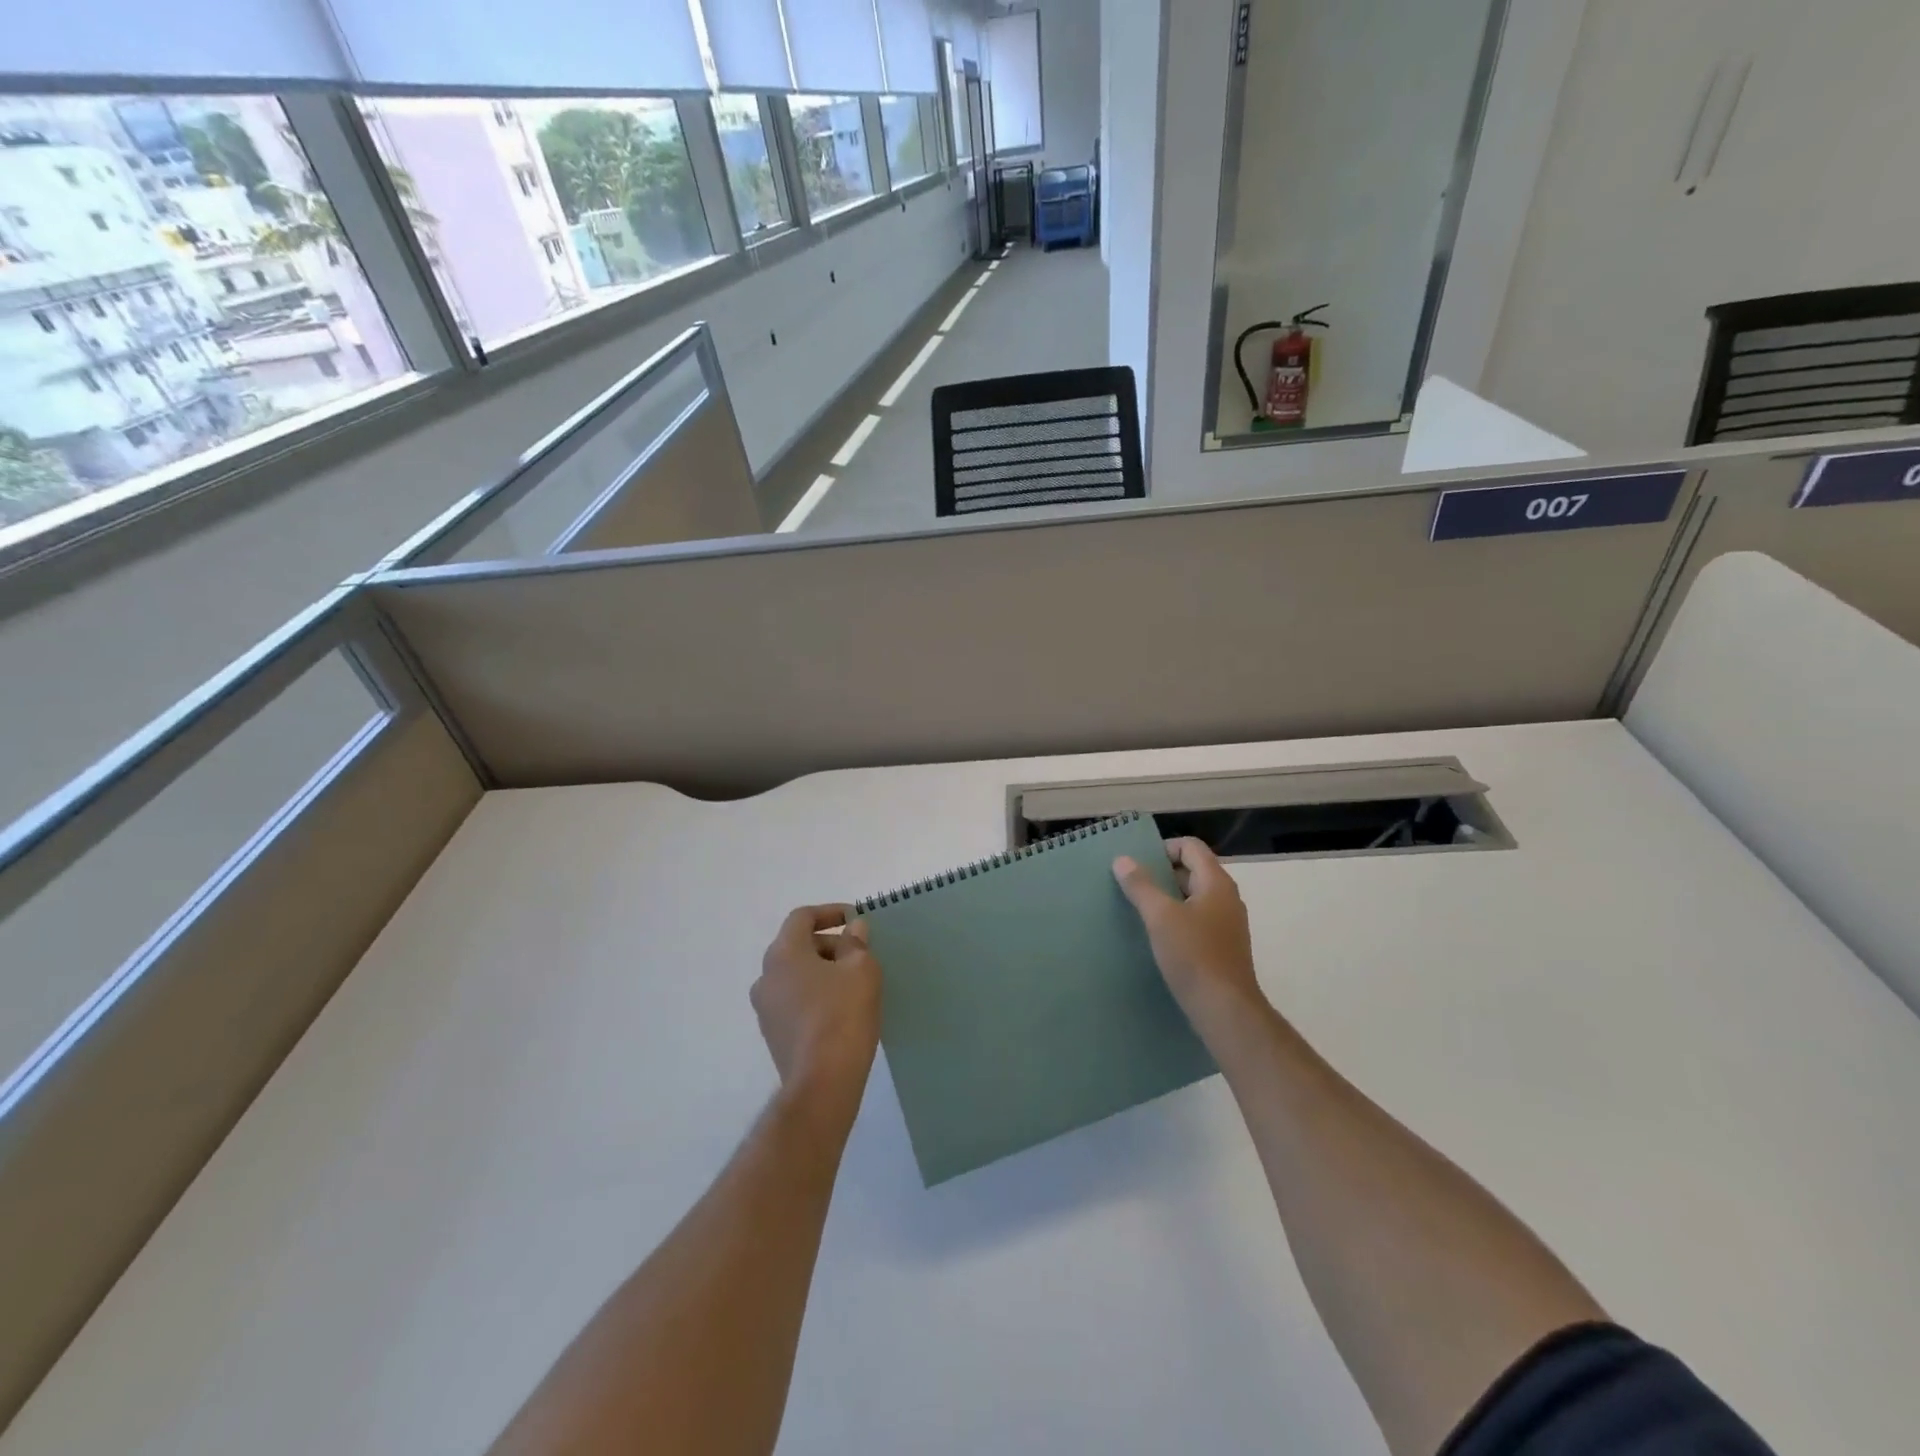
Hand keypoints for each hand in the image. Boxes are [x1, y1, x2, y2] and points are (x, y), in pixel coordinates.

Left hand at [751, 905, 882, 1112]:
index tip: (855, 920)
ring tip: (853, 983)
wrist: (823, 1082)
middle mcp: (766, 976)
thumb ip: (856, 943)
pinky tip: (840, 1010)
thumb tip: (853, 929)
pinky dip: (814, 995)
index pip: (801, 917)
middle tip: (859, 955)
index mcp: (783, 953)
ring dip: (821, 971)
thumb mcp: (861, 970)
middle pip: (797, 946)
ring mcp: (765, 1008)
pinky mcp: (772, 1034)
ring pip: (795, 975)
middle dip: (829, 944)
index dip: (829, 912)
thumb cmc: (843, 1015)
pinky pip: (794, 1001)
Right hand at [1113, 838, 1265, 1033]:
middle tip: (1132, 885)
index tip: (1137, 864)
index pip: (1191, 847)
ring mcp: (1227, 923)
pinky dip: (1176, 919)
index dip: (1164, 848)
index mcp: (1216, 883)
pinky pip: (1196, 919)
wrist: (1225, 1010)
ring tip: (1138, 909)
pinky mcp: (1222, 946)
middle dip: (1161, 873)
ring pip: (1193, 897)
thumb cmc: (1193, 955)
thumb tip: (1122, 860)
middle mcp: (1226, 898)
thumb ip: (1141, 886)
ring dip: (1167, 897)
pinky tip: (1156, 935)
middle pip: (1193, 870)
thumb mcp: (1160, 917)